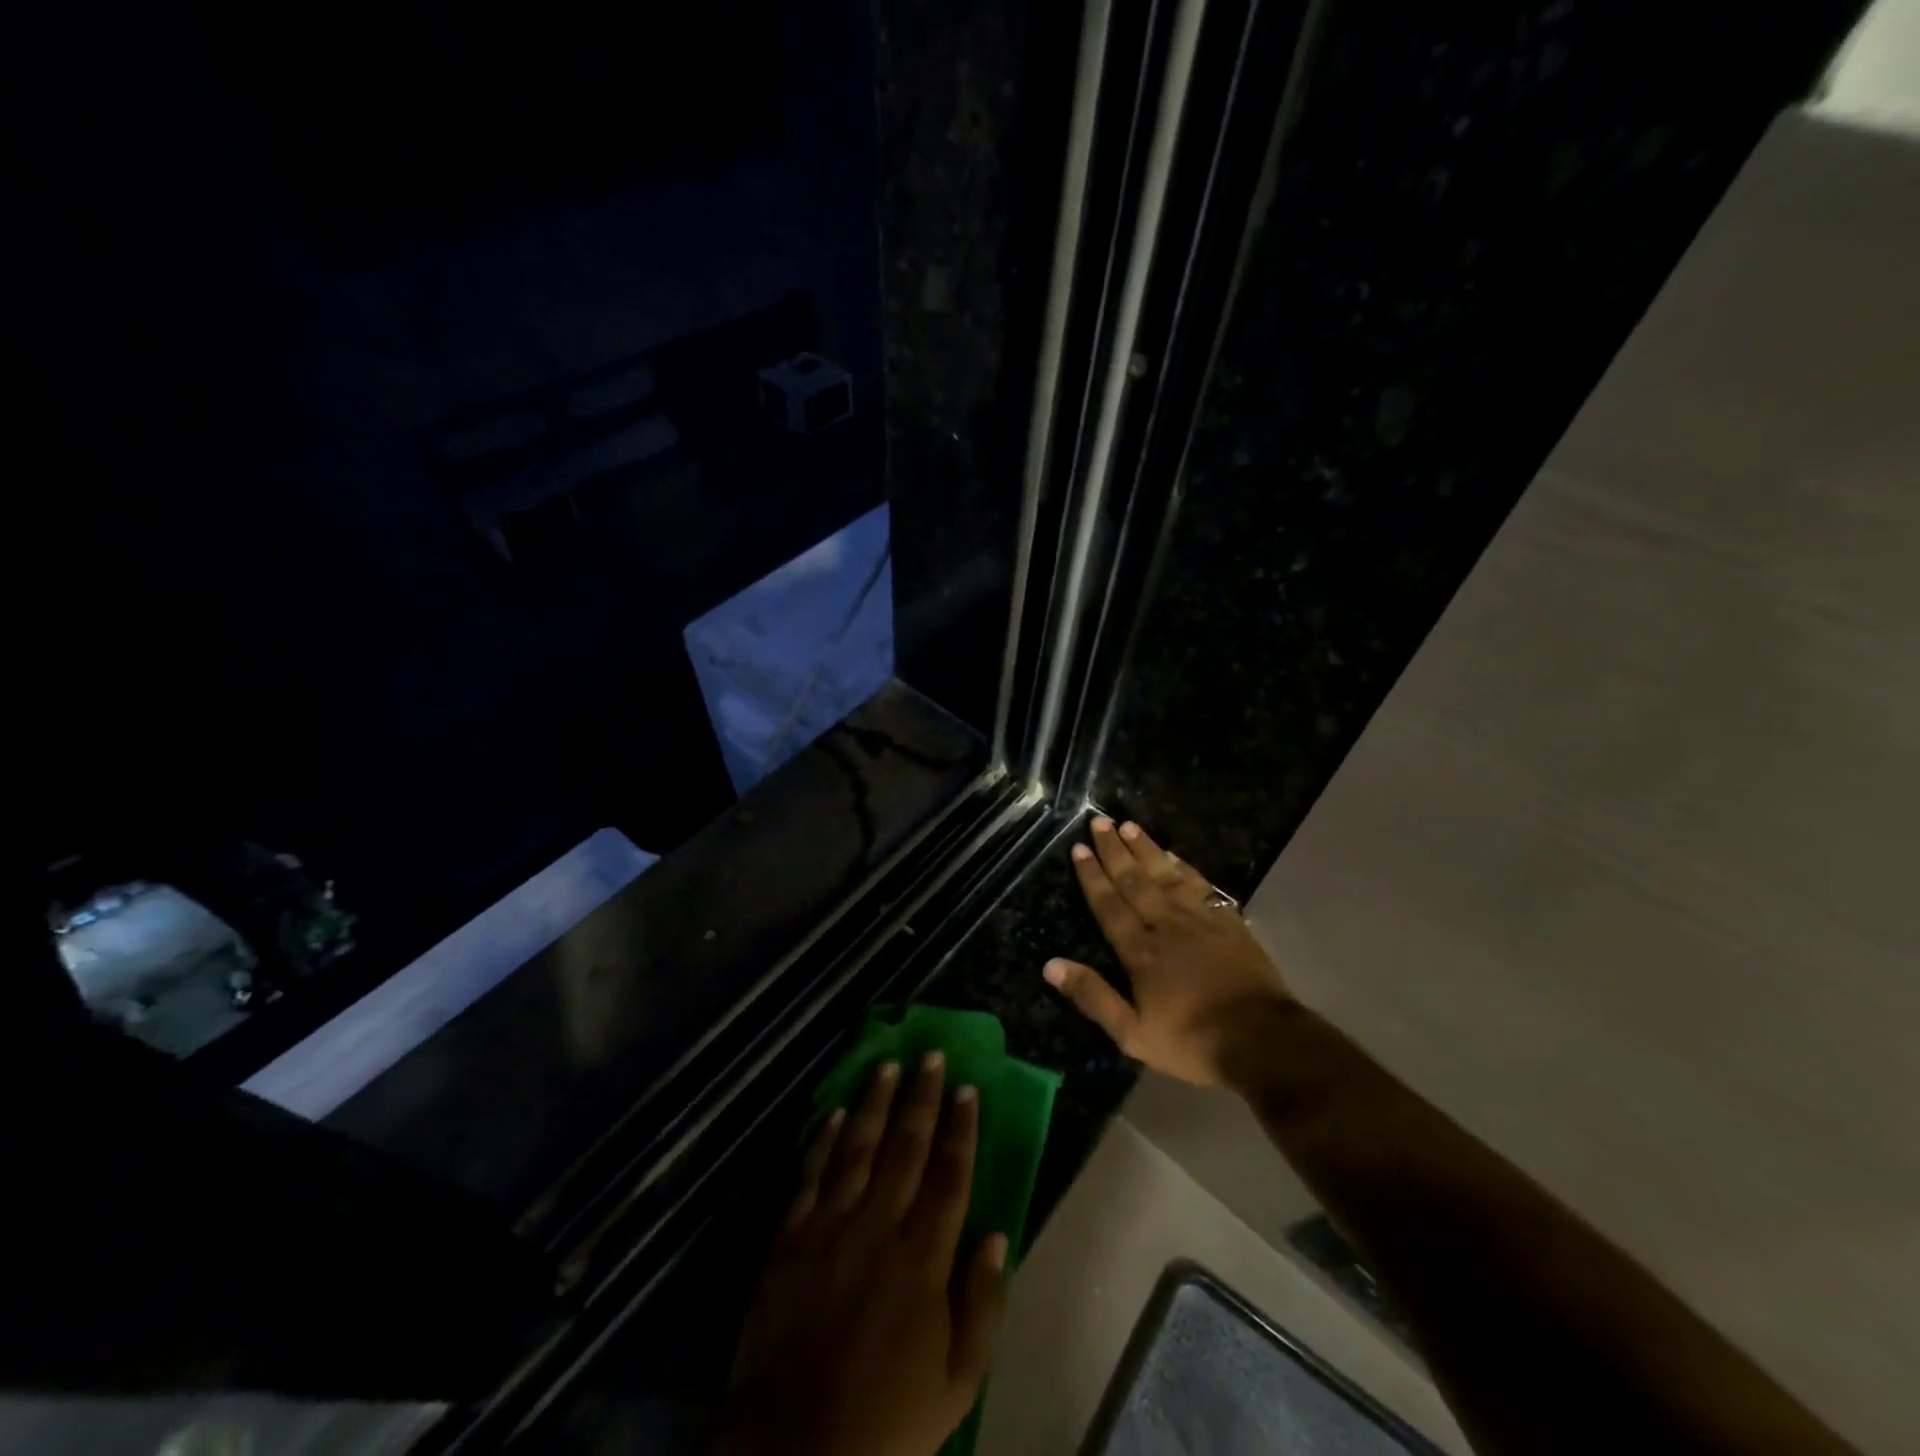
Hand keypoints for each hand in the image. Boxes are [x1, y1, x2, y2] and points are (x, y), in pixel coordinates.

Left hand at [719, 1055, 1007, 1455]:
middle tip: (930, 1055)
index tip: (967, 1088)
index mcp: (923, 1259)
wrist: (794, 1452)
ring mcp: (830, 1227)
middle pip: (905, 1148)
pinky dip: (824, 1140)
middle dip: (921, 1098)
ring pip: (858, 1148)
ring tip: (887, 1065)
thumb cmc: (888, 1422)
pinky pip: (811, 1175)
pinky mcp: (790, 1238)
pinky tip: (837, 1112)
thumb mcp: (958, 1383)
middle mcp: (878, 1227)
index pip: (949, 1176)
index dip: (960, 1129)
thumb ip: (983, 1304)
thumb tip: (997, 1235)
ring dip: (875, 1103)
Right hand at [1045, 817, 1292, 1086]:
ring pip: (1166, 876)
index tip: (1080, 848)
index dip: (1092, 876)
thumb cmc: (1192, 1041)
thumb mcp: (1133, 1034)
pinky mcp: (1228, 923)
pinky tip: (1175, 856)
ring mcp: (1200, 920)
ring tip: (1130, 825)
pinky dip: (1184, 868)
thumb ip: (1093, 997)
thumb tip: (1051, 965)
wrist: (1262, 1040)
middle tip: (1100, 822)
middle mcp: (1166, 925)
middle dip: (1115, 851)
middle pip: (1135, 881)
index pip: (1109, 905)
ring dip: (1146, 850)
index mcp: (1140, 951)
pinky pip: (1201, 885)